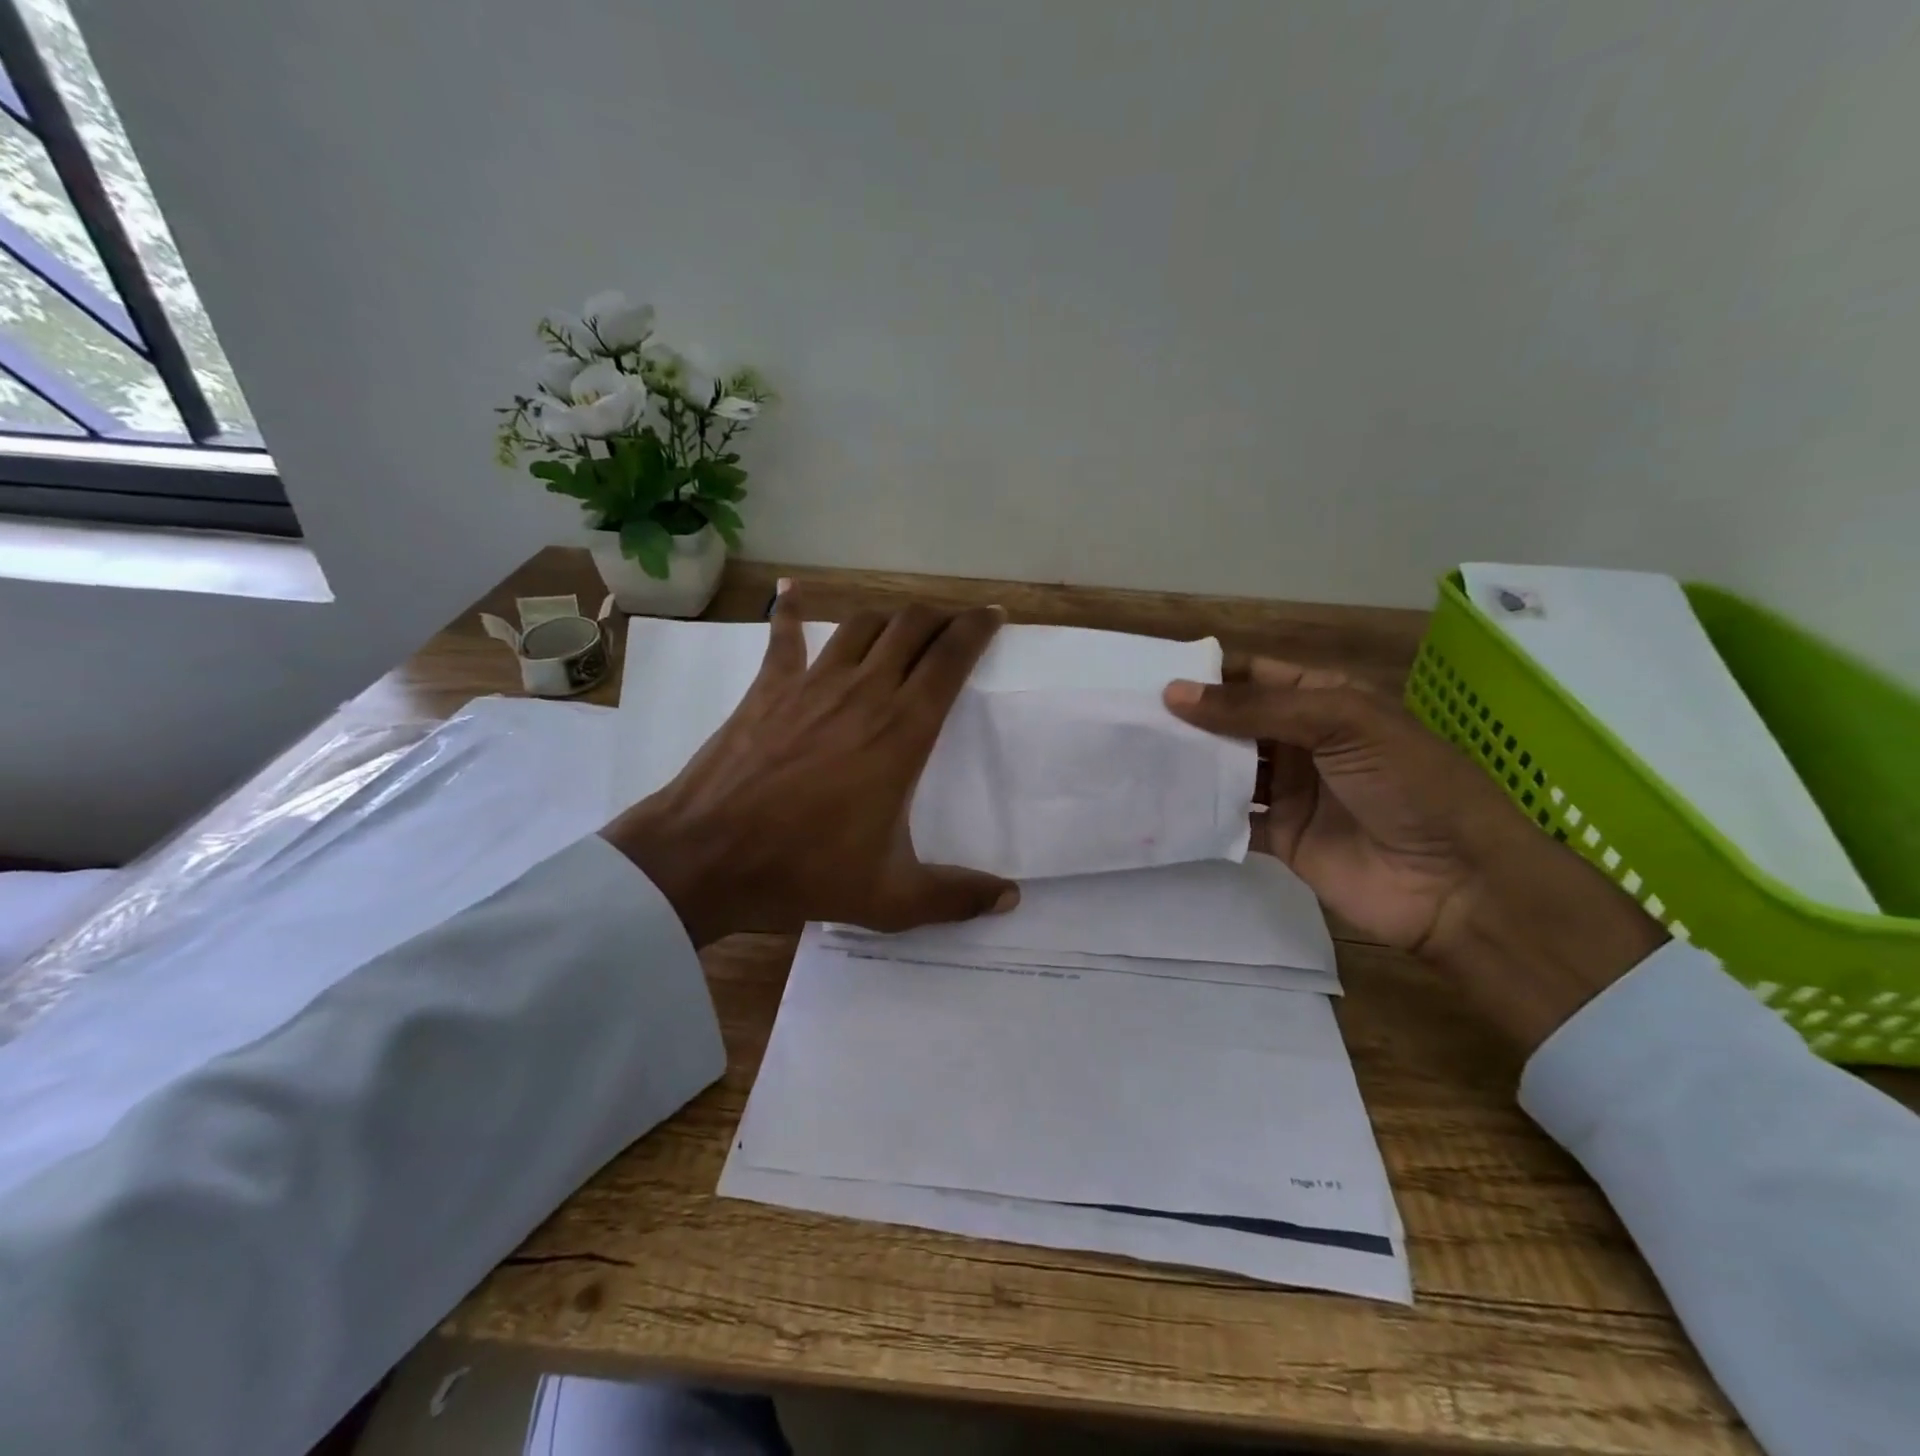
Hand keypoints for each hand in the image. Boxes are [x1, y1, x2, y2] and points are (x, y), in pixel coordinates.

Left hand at [602, 589, 1019, 945]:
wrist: (707, 856)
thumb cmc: (805, 871)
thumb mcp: (891, 897)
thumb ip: (955, 896)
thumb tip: (1011, 899)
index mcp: (903, 731)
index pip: (951, 658)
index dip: (976, 629)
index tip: (993, 616)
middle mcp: (864, 691)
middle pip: (911, 627)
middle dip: (940, 616)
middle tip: (955, 623)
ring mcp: (811, 683)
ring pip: (862, 624)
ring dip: (889, 616)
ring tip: (903, 625)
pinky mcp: (768, 688)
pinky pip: (785, 636)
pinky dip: (792, 612)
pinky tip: (792, 593)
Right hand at [1165, 660, 1664, 1052]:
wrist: (1457, 884)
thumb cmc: (1407, 784)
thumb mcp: (1340, 723)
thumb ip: (1255, 709)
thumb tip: (1173, 694)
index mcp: (1324, 701)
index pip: (1254, 677)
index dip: (1207, 675)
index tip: (1149, 676)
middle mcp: (1303, 741)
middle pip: (1234, 723)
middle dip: (1188, 721)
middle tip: (1127, 720)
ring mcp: (1291, 792)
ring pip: (1228, 770)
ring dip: (1190, 766)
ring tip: (1132, 758)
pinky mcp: (1281, 838)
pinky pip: (1232, 819)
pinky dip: (1201, 814)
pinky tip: (1160, 807)